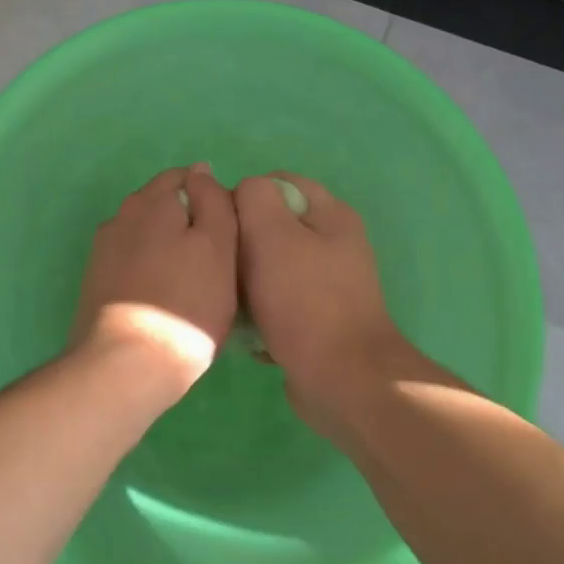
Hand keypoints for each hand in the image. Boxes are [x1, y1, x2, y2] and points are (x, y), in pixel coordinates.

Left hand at [70, 164, 238, 399]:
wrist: (124, 367)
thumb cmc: (185, 304)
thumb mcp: (218, 246)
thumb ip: (213, 201)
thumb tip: (201, 170)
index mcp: (150, 201)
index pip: (186, 178)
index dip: (212, 200)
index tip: (229, 235)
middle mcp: (120, 216)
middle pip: (164, 208)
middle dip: (189, 225)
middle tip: (217, 265)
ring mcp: (103, 251)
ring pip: (148, 238)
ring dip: (169, 251)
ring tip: (193, 288)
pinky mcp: (96, 283)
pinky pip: (133, 265)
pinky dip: (151, 274)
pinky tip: (165, 303)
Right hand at [235, 173, 420, 435]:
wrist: (343, 380)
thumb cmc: (305, 300)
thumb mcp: (272, 233)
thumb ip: (253, 197)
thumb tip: (242, 194)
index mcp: (330, 214)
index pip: (276, 182)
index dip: (242, 197)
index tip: (220, 226)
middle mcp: (333, 243)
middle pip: (272, 225)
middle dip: (242, 242)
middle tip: (220, 265)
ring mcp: (328, 283)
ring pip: (270, 266)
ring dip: (246, 281)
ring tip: (229, 300)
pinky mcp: (319, 318)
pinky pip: (278, 302)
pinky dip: (260, 313)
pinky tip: (247, 331)